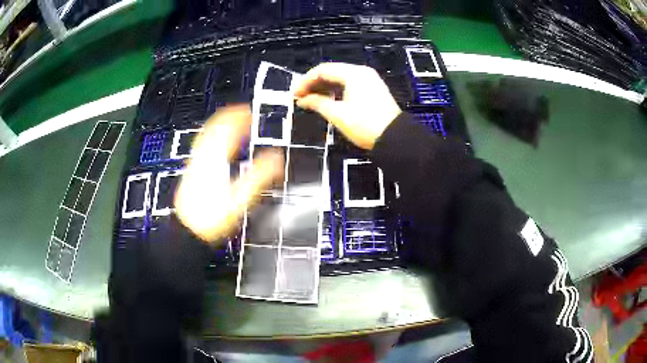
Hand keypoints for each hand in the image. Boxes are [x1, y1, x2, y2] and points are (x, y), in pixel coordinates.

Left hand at [174, 105, 283, 243]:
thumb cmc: (212, 217)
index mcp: (215, 158)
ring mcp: (195, 162)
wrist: (188, 230)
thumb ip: (259, 176)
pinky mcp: (192, 170)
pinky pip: (202, 145)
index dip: (239, 117)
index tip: (250, 111)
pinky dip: (212, 137)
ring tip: (231, 123)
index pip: (227, 128)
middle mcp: (203, 155)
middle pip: (215, 127)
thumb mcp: (240, 199)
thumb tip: (277, 157)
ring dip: (220, 125)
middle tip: (242, 113)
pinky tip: (216, 144)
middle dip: (230, 117)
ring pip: (206, 134)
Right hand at [294, 63, 400, 149]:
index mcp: (354, 74)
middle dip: (314, 84)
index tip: (294, 94)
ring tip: (311, 100)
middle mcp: (362, 72)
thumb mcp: (338, 114)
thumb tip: (302, 100)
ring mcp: (369, 81)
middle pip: (332, 72)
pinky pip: (349, 85)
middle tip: (300, 97)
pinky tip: (327, 101)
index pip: (323, 70)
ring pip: (341, 79)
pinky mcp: (373, 90)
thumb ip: (318, 103)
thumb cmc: (365, 125)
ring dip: (324, 88)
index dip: (306, 81)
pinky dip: (336, 91)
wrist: (395, 139)